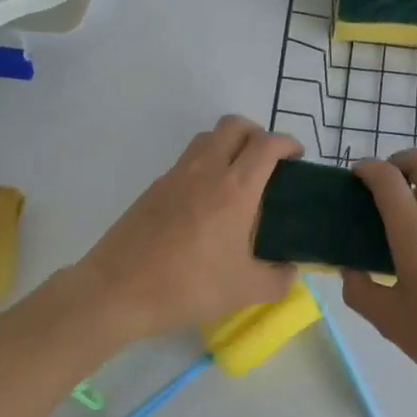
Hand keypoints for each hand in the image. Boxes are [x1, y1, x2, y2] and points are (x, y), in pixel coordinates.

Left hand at [75, 116, 300, 341]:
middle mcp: (206, 170)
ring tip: (237, 177)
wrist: (119, 290)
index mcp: (236, 188)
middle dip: (257, 134)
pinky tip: (205, 203)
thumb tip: (290, 271)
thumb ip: (278, 279)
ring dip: (228, 144)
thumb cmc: (189, 285)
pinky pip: (186, 161)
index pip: (267, 144)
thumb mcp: (245, 290)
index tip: (297, 157)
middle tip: (267, 162)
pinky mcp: (154, 187)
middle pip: (234, 125)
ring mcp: (176, 175)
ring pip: (207, 137)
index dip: (288, 143)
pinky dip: (204, 166)